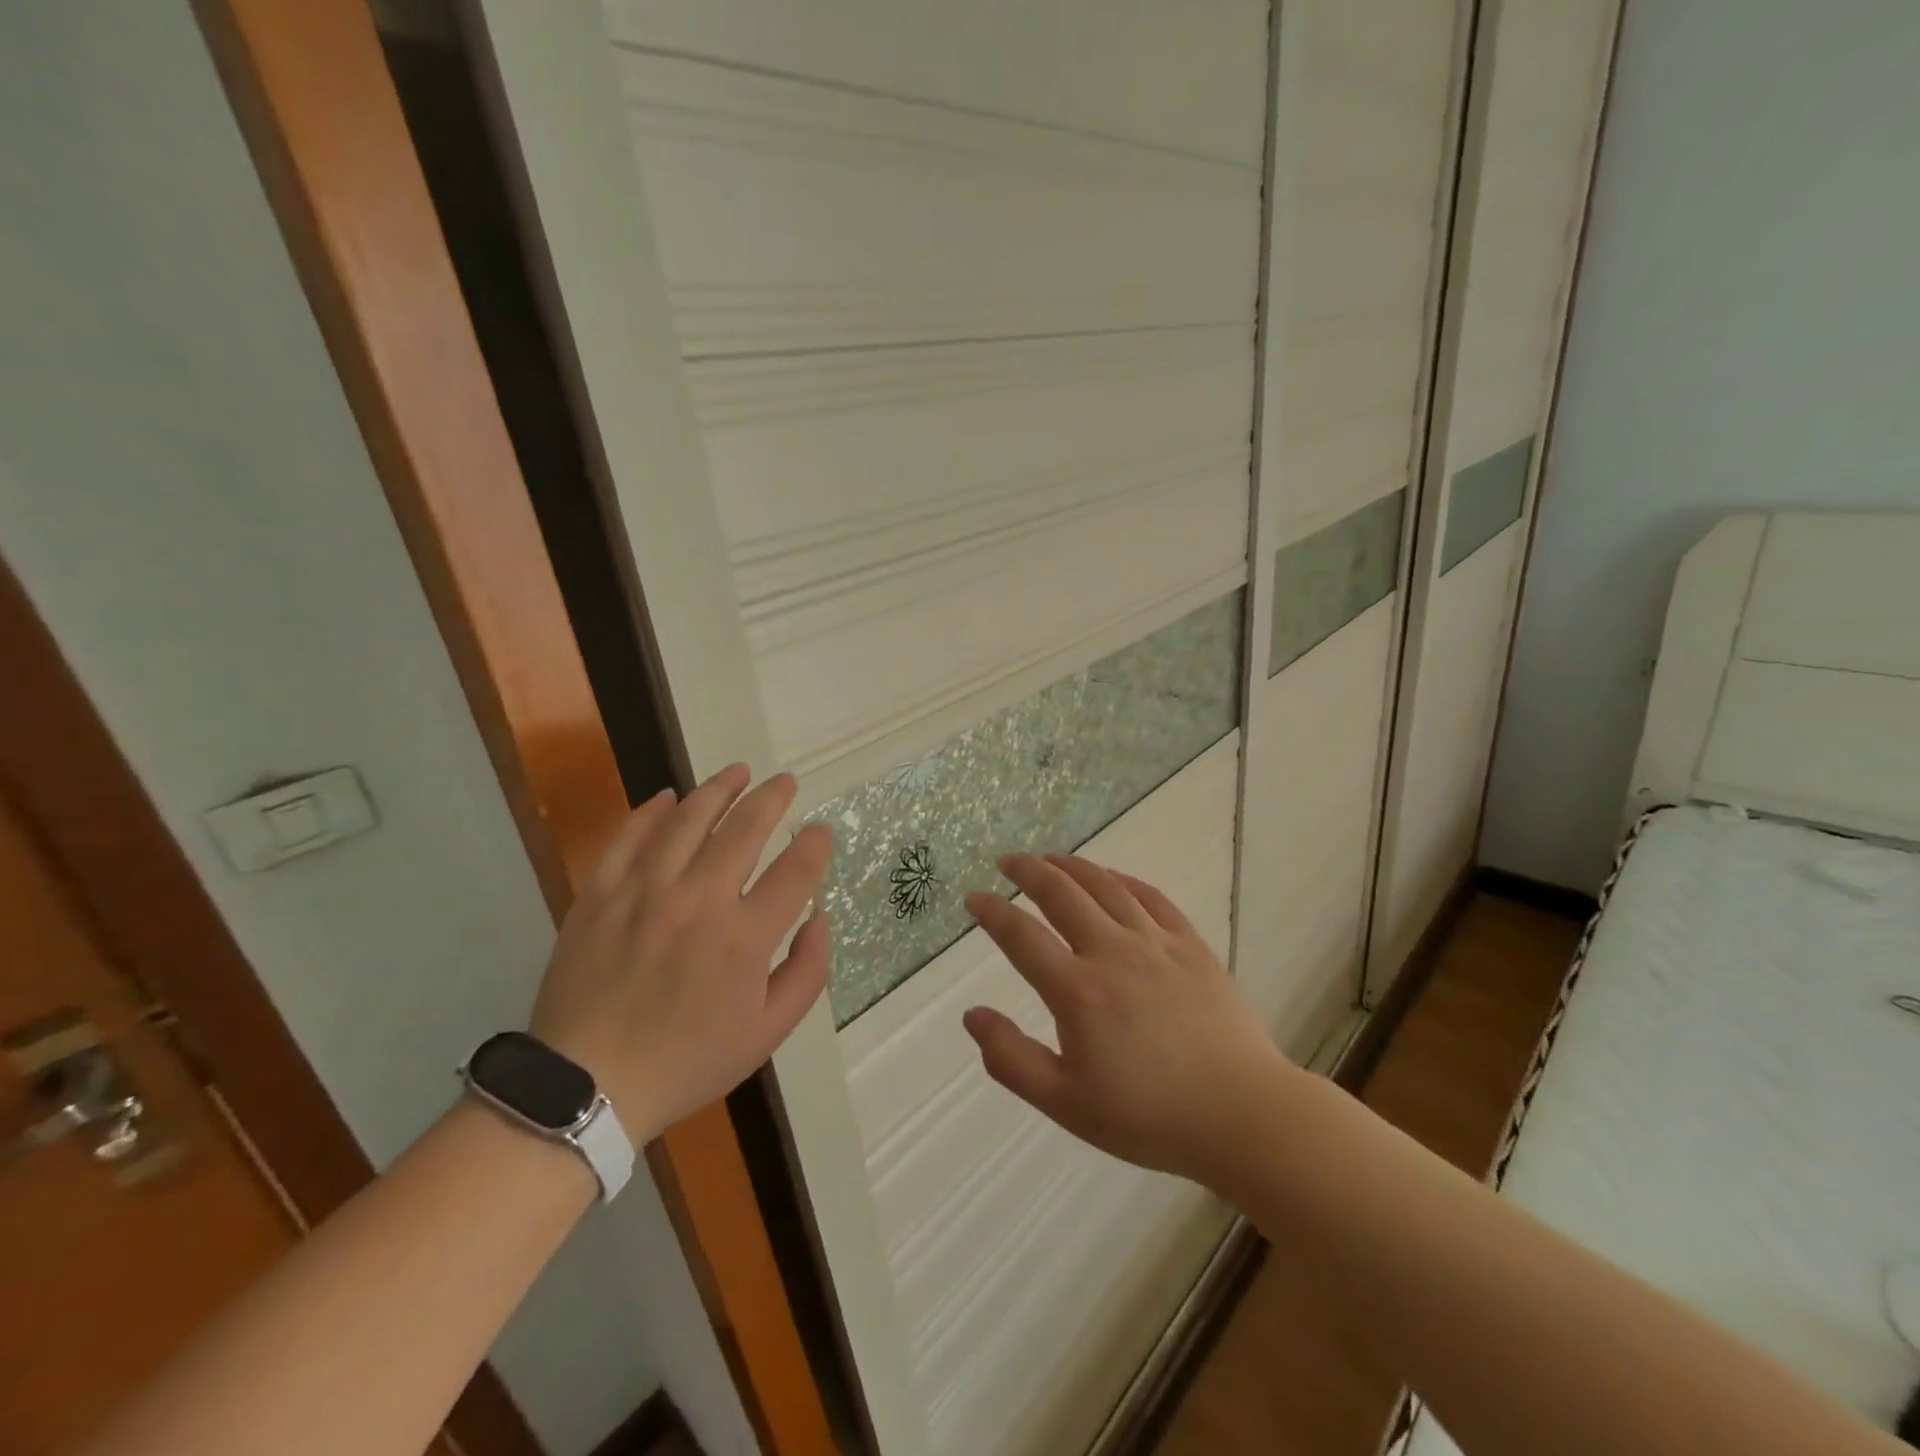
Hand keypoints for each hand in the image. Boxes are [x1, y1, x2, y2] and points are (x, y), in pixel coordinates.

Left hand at [528, 765, 831, 1140]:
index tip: (820, 830)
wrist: (587, 1084)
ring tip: (738, 772)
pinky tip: (669, 797)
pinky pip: (629, 837)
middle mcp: (699, 902)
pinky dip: (651, 811)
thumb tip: (819, 919)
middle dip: (772, 798)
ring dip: (719, 789)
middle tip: (785, 782)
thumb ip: (807, 973)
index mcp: (744, 939)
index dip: (814, 844)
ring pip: (688, 820)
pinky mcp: (600, 894)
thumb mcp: (767, 1034)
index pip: (795, 871)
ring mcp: (644, 892)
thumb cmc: (687, 1061)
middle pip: (745, 829)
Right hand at [962, 853, 1294, 1187]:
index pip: (1021, 936)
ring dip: (1072, 866)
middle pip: (1061, 894)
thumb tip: (973, 1015)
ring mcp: (1155, 943)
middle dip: (1028, 871)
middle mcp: (1112, 952)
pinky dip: (1123, 880)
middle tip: (1008, 861)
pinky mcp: (1191, 945)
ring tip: (1050, 858)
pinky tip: (1111, 877)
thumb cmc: (1148, 1116)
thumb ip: (1011, 1059)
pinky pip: (1151, 897)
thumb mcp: (1066, 1103)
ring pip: (1105, 886)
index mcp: (1077, 990)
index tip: (973, 898)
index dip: (992, 912)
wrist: (1241, 1114)